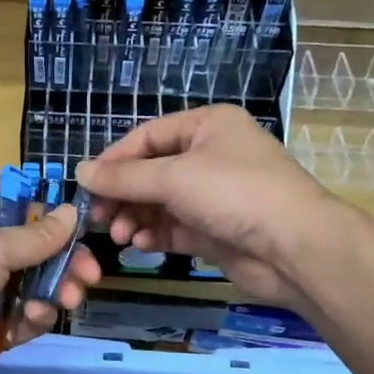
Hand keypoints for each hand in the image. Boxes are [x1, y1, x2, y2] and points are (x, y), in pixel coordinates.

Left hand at [0, 197, 100, 373]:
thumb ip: (35, 235)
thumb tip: (72, 212)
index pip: (18, 212)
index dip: (51, 220)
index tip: (83, 231)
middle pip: (34, 253)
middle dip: (64, 262)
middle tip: (88, 274)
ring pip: (35, 287)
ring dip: (56, 290)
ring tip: (69, 298)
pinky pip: (26, 318)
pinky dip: (36, 317)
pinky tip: (34, 318)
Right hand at [77, 105, 347, 308]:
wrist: (294, 248)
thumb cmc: (234, 194)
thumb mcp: (173, 178)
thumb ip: (124, 177)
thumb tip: (80, 172)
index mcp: (206, 126)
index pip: (147, 137)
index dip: (114, 160)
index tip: (87, 186)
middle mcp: (210, 156)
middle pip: (151, 172)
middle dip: (123, 195)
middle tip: (98, 218)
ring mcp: (213, 195)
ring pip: (160, 203)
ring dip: (136, 217)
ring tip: (120, 235)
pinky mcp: (215, 230)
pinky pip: (174, 228)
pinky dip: (155, 235)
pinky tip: (140, 245)